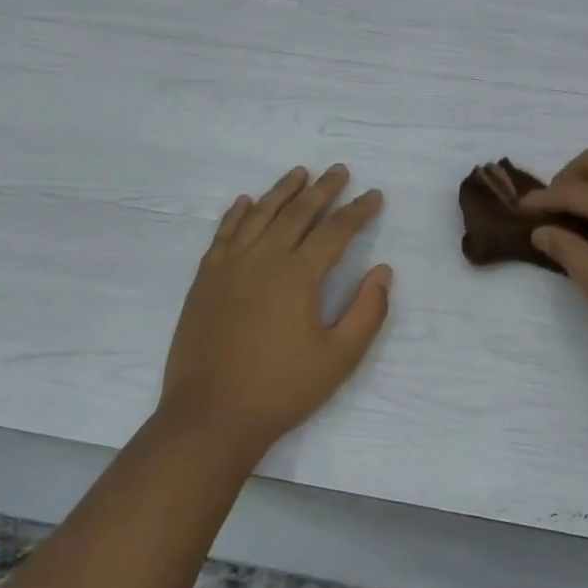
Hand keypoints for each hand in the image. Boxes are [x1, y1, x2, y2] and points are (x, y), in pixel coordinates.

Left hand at [159, 165, 391, 458]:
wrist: (210, 416)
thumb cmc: (281, 390)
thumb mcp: (340, 358)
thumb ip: (367, 311)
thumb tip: (382, 270)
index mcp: (298, 275)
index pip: (336, 230)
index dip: (358, 211)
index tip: (374, 195)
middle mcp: (263, 258)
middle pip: (297, 212)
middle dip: (323, 189)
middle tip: (339, 171)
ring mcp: (229, 266)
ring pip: (259, 214)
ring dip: (282, 191)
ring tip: (299, 173)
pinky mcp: (205, 280)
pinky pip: (224, 233)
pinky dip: (237, 213)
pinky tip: (246, 201)